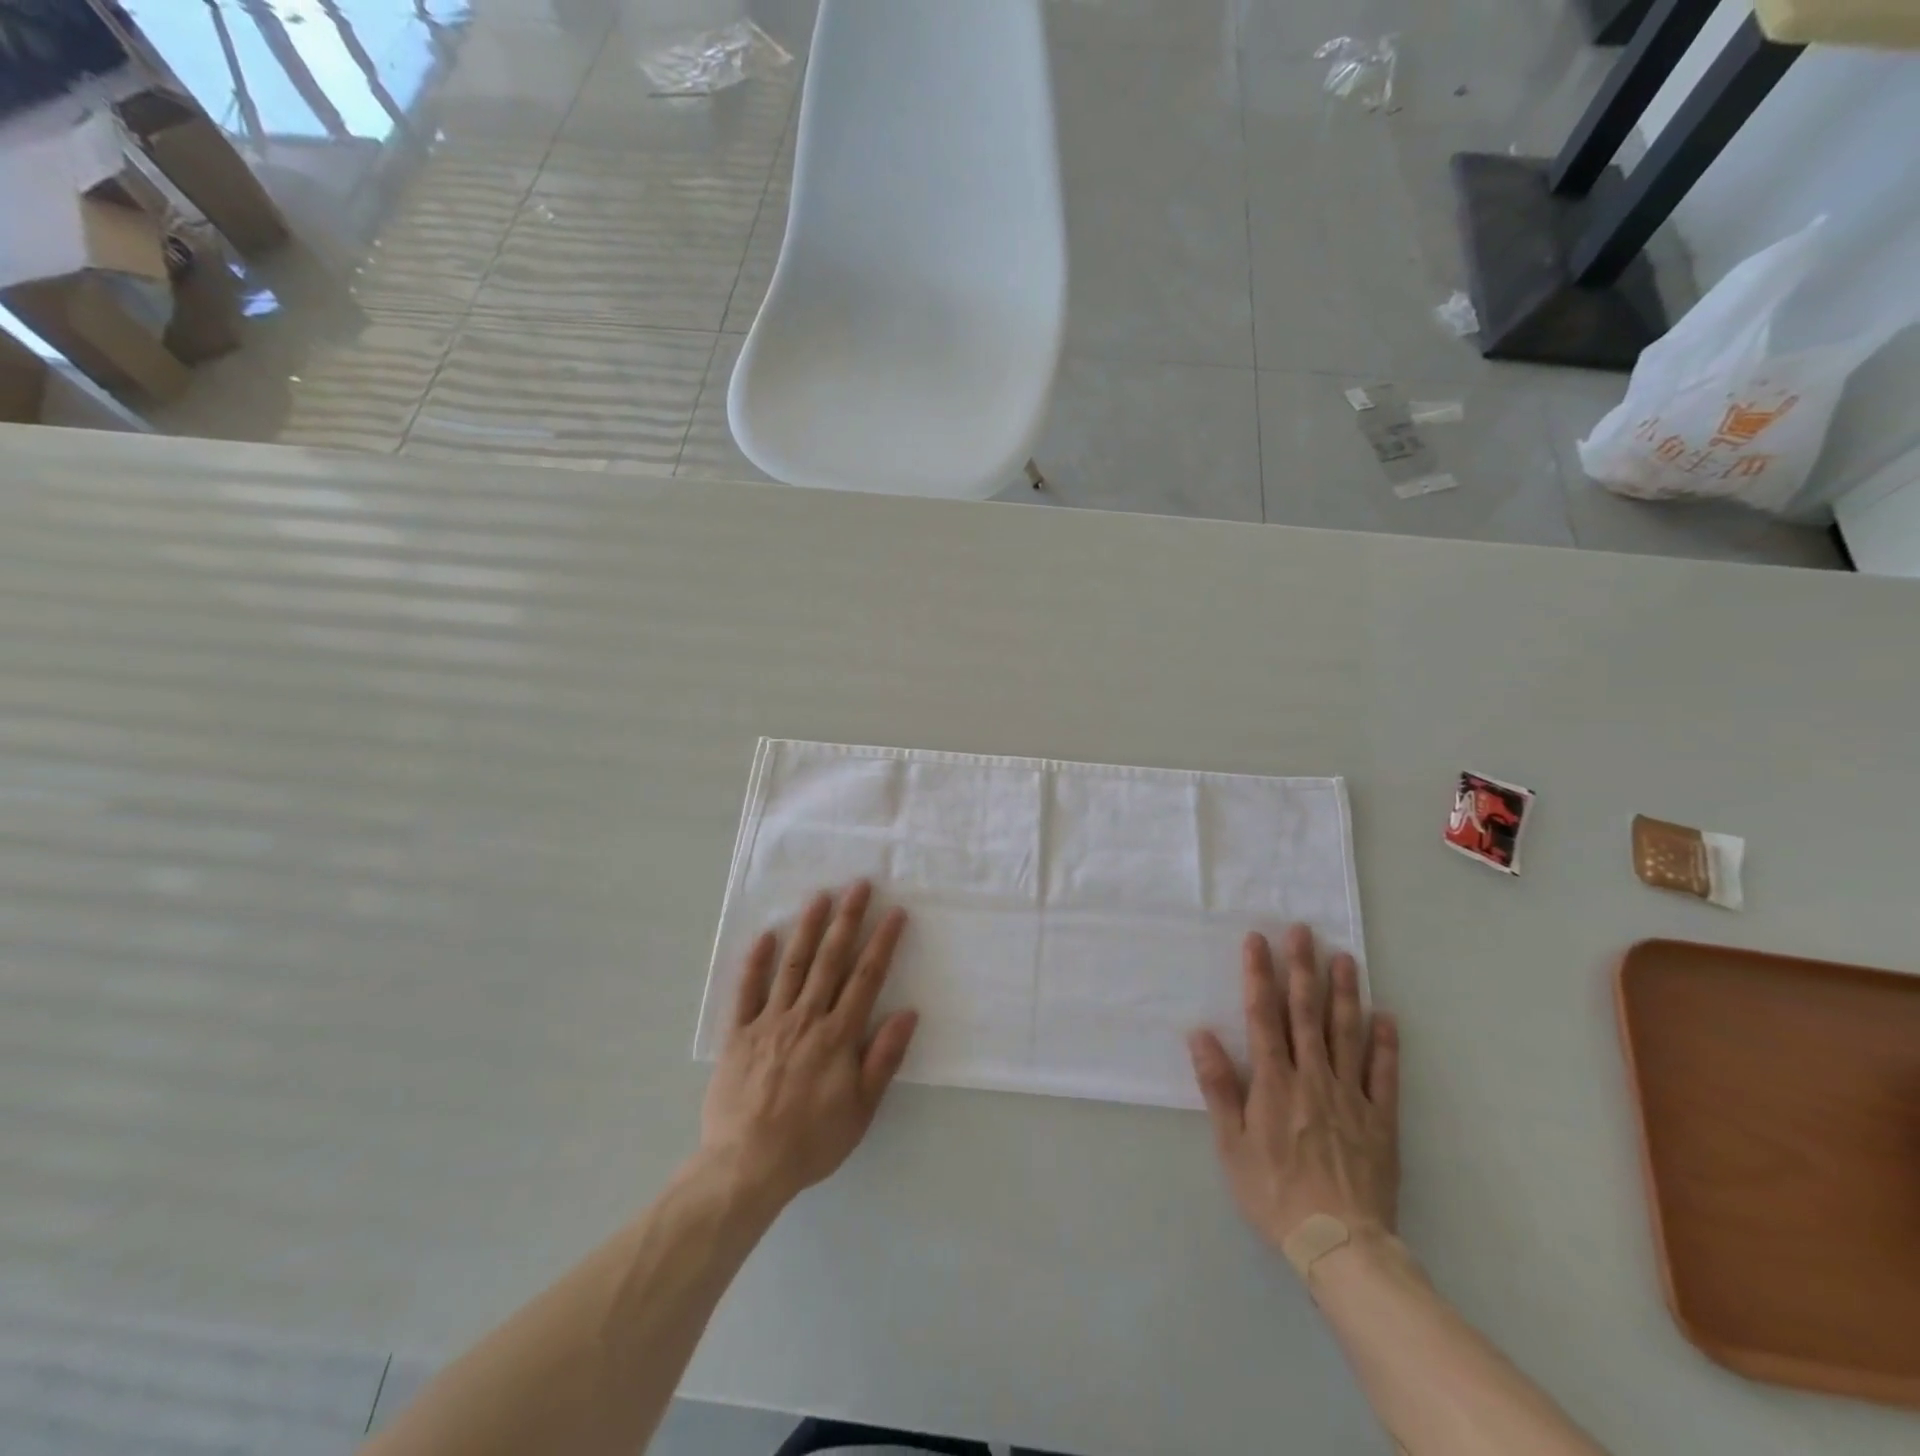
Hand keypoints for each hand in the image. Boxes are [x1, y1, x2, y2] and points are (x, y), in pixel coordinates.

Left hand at [700, 882, 918, 1211]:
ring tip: (820, 896)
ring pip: (792, 965)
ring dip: (808, 928)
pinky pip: (747, 991)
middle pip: (831, 960)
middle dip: (847, 920)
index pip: (866, 978)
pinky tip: (765, 935)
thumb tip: (908, 1013)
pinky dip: (756, 962)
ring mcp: (769, 1022)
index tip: (894, 912)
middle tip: (858, 885)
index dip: (882, 943)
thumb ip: (884, 1058)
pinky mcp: (738, 1034)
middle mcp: (806, 1018)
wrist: (746, 1167)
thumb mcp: (861, 1110)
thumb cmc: (811, 1141)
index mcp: (838, 1035)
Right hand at [1187, 925, 1399, 1254]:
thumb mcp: (1231, 1145)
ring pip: (1346, 1033)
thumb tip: (1200, 1034)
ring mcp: (1351, 1096)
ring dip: (1344, 993)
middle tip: (1303, 931)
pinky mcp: (1380, 1119)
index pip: (1264, 1015)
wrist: (1339, 1244)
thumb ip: (1218, 1087)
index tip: (1258, 940)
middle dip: (1302, 969)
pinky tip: (1385, 1016)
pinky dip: (1385, 1043)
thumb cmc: (1274, 1192)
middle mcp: (1313, 1077)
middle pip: (1307, 1013)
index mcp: (1274, 1082)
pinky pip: (1384, 1074)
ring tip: (1344, 957)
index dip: (1259, 975)